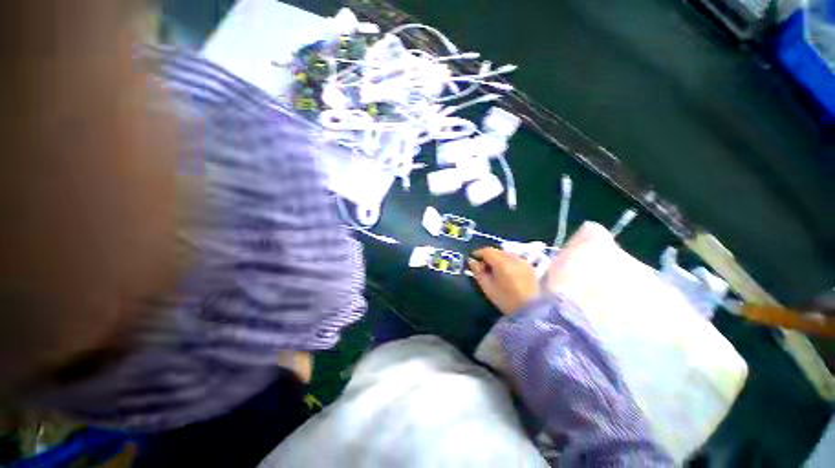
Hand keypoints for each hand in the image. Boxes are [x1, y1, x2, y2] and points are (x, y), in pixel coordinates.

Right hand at [468, 247, 539, 314]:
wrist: (531, 310)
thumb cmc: (505, 300)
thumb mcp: (487, 287)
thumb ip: (478, 272)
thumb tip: (471, 261)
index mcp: (502, 262)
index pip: (487, 251)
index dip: (478, 253)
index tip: (472, 259)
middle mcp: (513, 258)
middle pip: (496, 251)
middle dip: (487, 256)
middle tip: (482, 266)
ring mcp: (522, 261)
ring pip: (505, 254)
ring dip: (497, 258)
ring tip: (493, 270)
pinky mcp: (529, 265)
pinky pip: (514, 258)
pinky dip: (506, 261)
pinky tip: (505, 271)